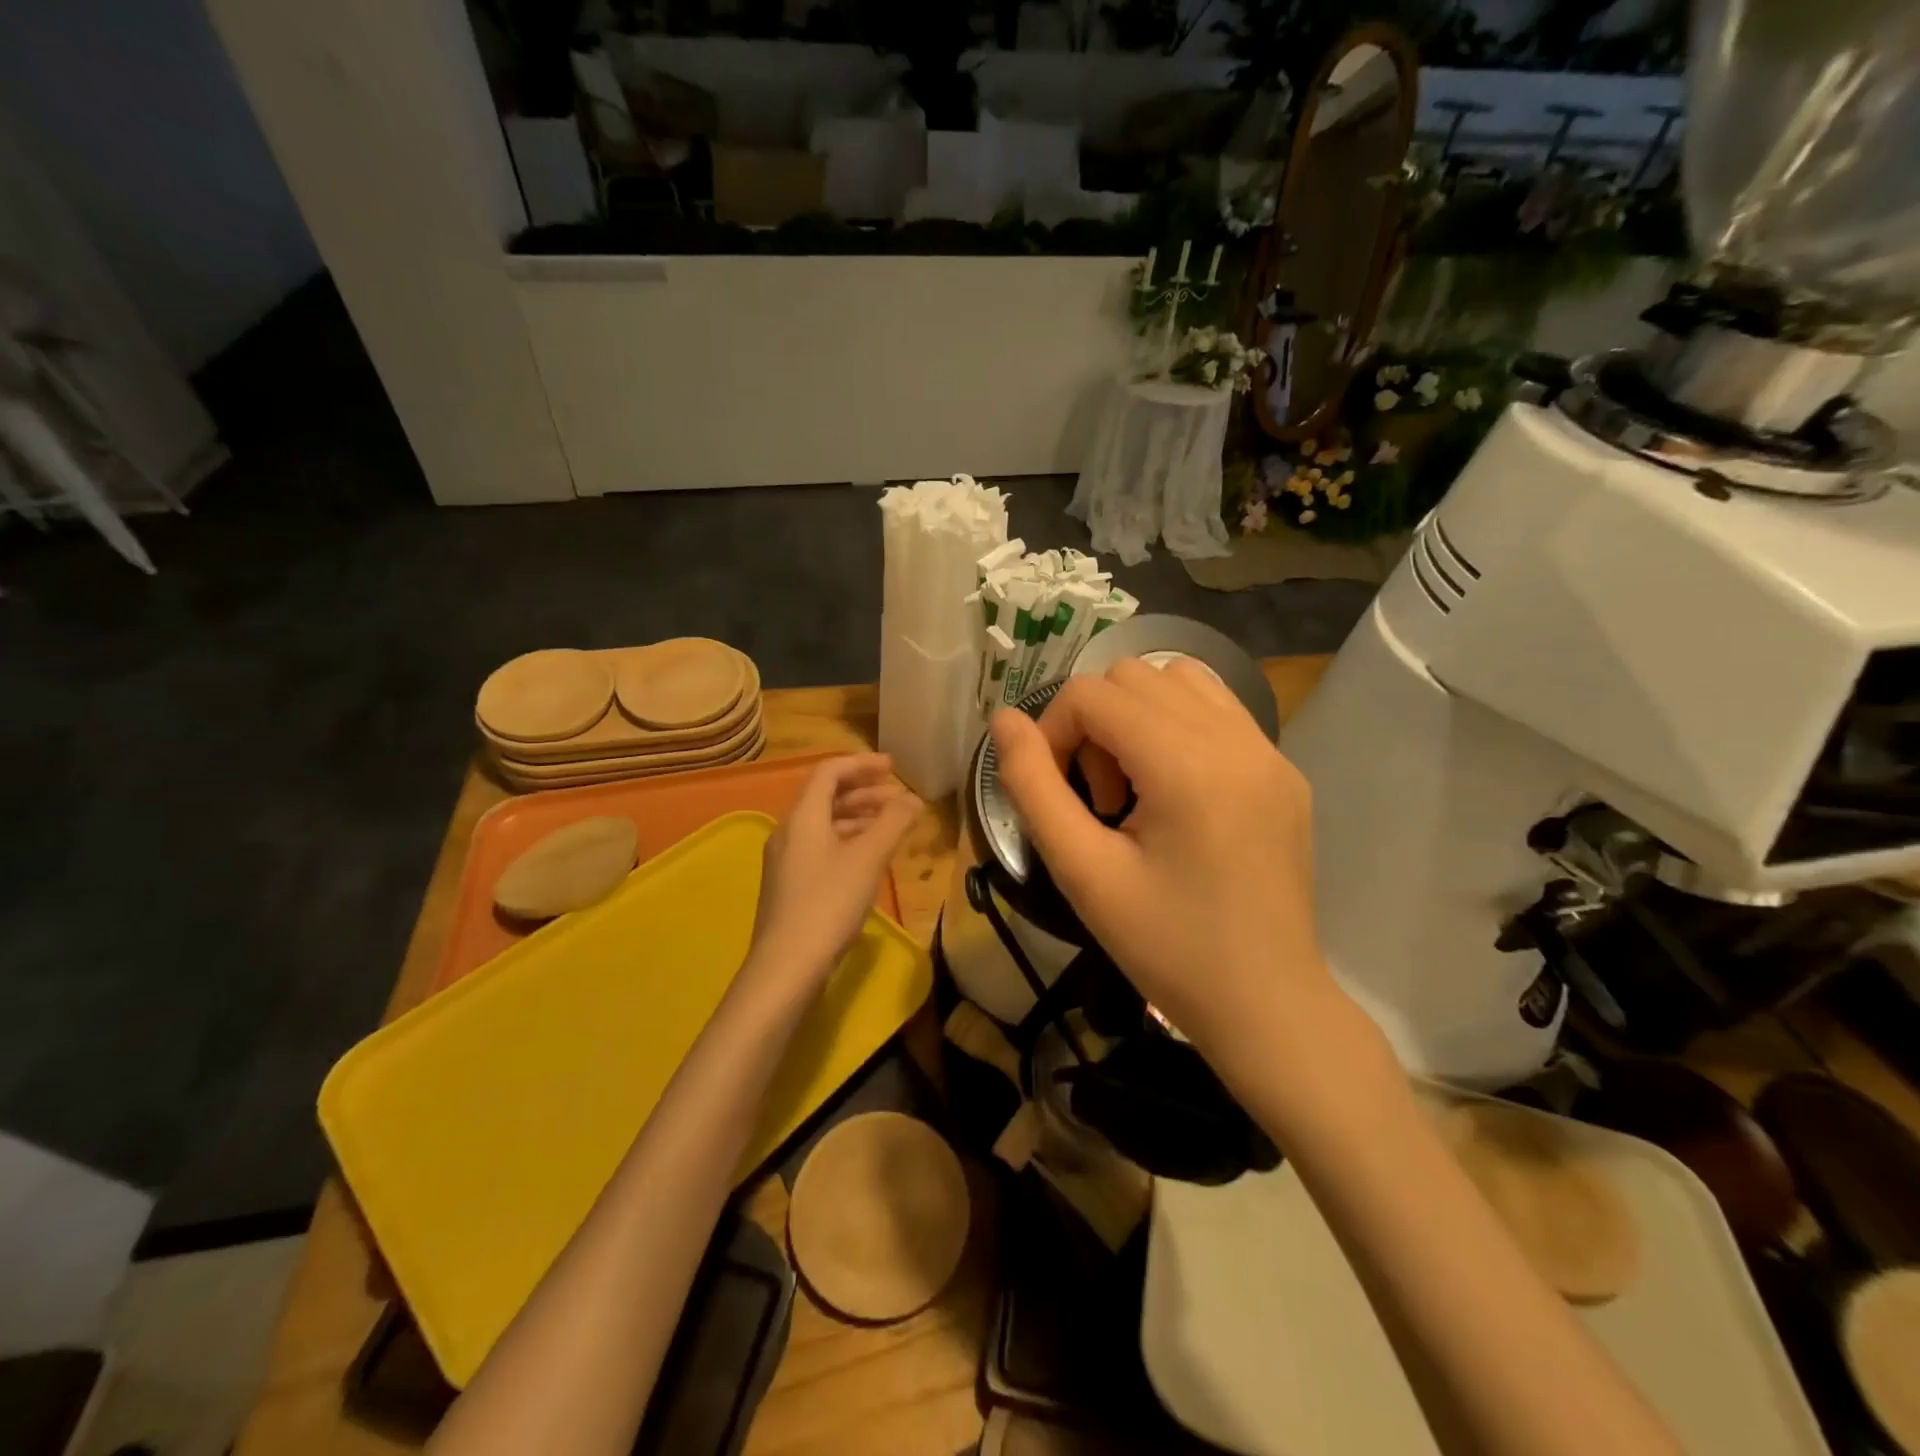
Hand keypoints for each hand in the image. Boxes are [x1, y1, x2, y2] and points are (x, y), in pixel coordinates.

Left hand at [747, 753, 921, 987]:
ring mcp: (787, 861)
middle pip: (826, 797)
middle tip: (899, 797)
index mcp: (803, 817)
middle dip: (865, 792)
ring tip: (892, 826)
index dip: (862, 764)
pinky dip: (848, 841)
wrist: (787, 966)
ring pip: (825, 825)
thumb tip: (913, 798)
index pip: (829, 771)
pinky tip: (870, 858)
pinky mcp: (790, 886)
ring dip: (859, 818)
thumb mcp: (868, 858)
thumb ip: (893, 822)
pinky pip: (822, 847)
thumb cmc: (829, 903)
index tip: (893, 768)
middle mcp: (789, 832)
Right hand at [989, 660, 1340, 1073]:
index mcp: (1187, 765)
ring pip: (1178, 679)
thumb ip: (1032, 786)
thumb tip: (1003, 719)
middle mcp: (1236, 739)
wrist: (1266, 1005)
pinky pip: (1218, 709)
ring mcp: (1269, 750)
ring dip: (1136, 717)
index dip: (1053, 731)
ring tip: (1137, 787)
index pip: (1093, 694)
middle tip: (1100, 800)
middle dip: (1095, 725)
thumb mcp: (1081, 872)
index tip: (1057, 792)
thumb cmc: (1166, 947)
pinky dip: (1177, 725)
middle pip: (1132, 677)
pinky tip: (1174, 788)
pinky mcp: (1284, 769)